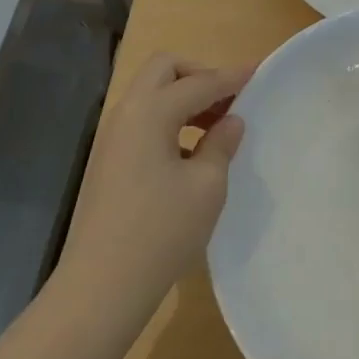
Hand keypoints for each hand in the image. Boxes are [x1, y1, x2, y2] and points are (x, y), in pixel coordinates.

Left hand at [56, 54, 249, 327]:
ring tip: (216, 127)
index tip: (258, 70)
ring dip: (183, 98)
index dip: (232, 77)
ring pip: (151, 95)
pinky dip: (169, 120)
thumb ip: (221, 144)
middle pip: (164, 70)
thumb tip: (230, 121)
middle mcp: (126, 114)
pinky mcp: (108, 162)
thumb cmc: (161, 232)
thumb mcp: (206, 186)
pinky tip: (190, 153)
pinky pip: (143, 121)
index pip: (199, 82)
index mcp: (150, 111)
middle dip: (198, 75)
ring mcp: (112, 138)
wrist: (100, 288)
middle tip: (229, 100)